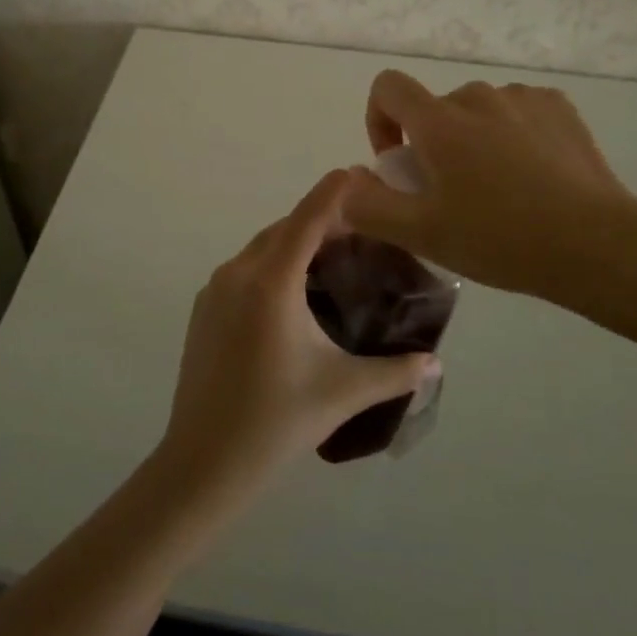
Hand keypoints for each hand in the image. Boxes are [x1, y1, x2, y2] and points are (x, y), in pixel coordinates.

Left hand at [157, 170, 440, 499]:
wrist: (202, 463)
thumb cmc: (276, 421)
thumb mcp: (342, 391)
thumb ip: (394, 372)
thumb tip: (434, 363)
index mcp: (271, 281)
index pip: (308, 218)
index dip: (334, 192)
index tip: (359, 172)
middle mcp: (239, 272)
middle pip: (285, 229)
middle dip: (320, 220)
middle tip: (361, 229)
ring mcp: (215, 289)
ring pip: (262, 248)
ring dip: (295, 243)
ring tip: (332, 259)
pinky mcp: (203, 309)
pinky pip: (244, 269)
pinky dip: (272, 265)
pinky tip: (294, 295)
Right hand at [343, 70, 636, 307]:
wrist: (595, 245)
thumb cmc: (500, 238)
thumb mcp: (422, 234)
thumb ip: (369, 206)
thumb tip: (348, 182)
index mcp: (439, 121)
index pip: (388, 86)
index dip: (379, 119)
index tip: (399, 163)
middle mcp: (477, 96)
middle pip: (436, 108)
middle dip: (432, 143)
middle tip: (452, 194)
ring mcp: (523, 98)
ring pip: (478, 111)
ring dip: (474, 138)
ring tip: (498, 188)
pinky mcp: (559, 108)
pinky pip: (517, 112)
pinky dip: (512, 134)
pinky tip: (533, 175)